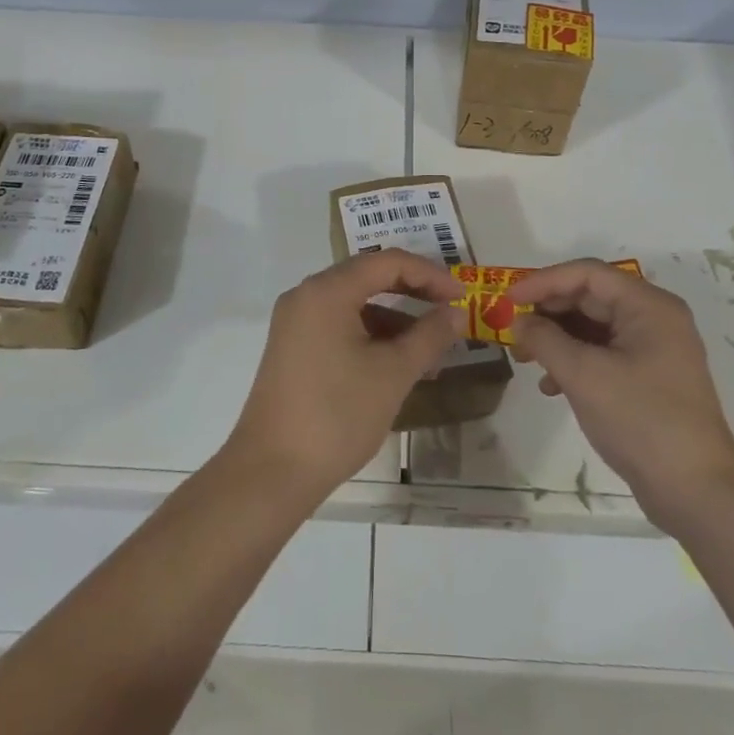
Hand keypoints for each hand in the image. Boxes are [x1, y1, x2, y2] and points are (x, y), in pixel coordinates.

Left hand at [225, 249, 462, 507]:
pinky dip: (371, 337)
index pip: (387, 262)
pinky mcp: (293, 348)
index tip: (462, 297)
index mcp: (327, 291)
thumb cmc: (337, 415)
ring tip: (432, 353)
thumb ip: (429, 336)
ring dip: (395, 321)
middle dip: (414, 294)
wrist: (271, 472)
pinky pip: (340, 326)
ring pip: (355, 305)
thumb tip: (457, 312)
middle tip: (451, 313)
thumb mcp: (393, 374)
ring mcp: (296, 322)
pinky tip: (399, 367)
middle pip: (369, 278)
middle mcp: (307, 295)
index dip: (430, 275)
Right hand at [509, 259, 733, 530]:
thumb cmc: (641, 420)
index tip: (508, 300)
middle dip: (547, 312)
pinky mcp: (649, 378)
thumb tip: (518, 321)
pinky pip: (603, 353)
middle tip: (512, 331)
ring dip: (556, 339)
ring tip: (524, 360)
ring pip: (593, 327)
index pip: (587, 274)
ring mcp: (654, 349)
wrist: (698, 493)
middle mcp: (654, 318)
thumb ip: (545, 339)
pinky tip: (551, 386)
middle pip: (590, 298)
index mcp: (648, 306)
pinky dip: (574, 362)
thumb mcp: (584, 375)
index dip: (543, 281)